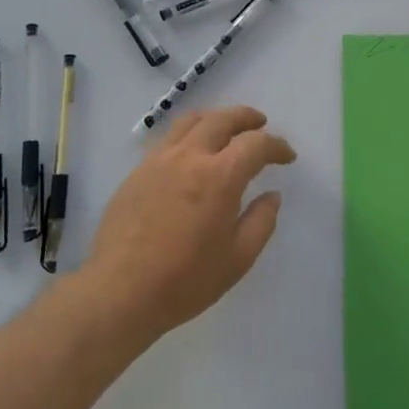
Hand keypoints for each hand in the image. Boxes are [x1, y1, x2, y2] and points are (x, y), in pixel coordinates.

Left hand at [79, 106, 295, 339]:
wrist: (121, 291)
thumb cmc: (186, 280)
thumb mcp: (238, 258)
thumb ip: (261, 221)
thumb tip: (271, 196)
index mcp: (220, 176)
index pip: (256, 144)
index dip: (277, 146)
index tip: (287, 157)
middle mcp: (189, 157)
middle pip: (222, 119)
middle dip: (246, 118)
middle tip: (260, 124)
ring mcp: (158, 161)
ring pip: (190, 122)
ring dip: (215, 118)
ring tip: (225, 128)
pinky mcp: (137, 172)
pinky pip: (168, 140)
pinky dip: (188, 135)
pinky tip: (191, 154)